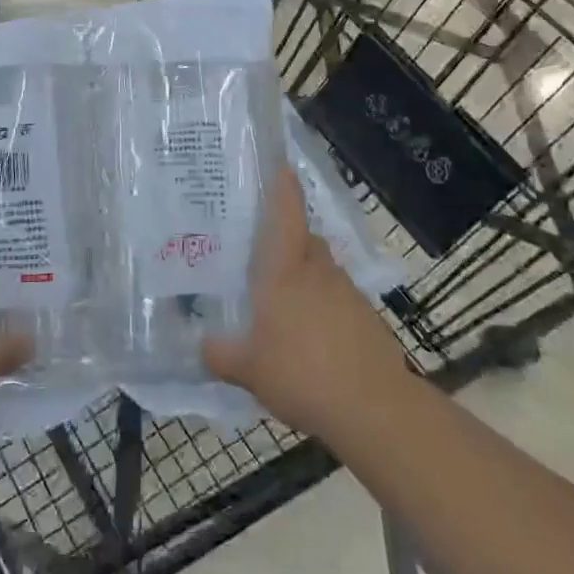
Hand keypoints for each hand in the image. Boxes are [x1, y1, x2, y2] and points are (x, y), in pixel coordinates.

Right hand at [204, 166, 408, 442]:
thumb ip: (220, 354)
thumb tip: (200, 345)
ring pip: (323, 272)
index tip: (281, 166)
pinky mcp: (367, 320)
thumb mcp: (248, 369)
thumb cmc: (302, 373)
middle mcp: (318, 272)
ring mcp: (347, 295)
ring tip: (284, 307)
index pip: (286, 215)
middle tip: (264, 255)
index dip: (283, 188)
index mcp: (286, 271)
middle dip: (289, 241)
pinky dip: (325, 309)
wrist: (374, 408)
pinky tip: (312, 341)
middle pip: (306, 241)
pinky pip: (339, 301)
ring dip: (307, 279)